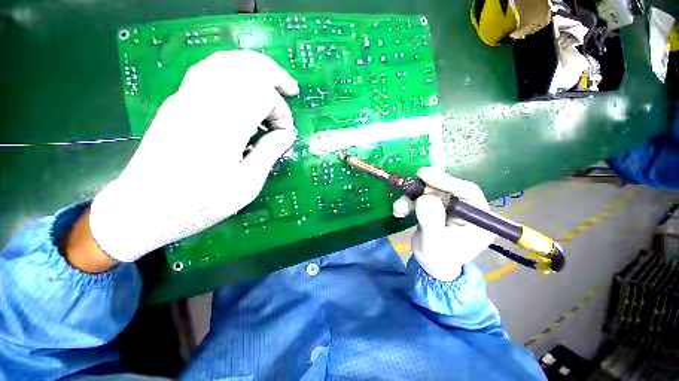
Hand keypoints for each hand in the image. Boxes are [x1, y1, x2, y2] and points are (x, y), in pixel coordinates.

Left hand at [88, 51, 298, 262]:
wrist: (145, 209)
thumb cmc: (200, 204)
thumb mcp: (246, 185)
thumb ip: (269, 153)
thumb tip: (287, 134)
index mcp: (223, 127)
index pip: (262, 95)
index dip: (281, 112)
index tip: (285, 135)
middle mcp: (203, 103)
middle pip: (243, 66)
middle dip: (273, 75)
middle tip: (291, 89)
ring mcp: (185, 98)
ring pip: (225, 62)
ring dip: (254, 68)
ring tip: (272, 82)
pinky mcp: (178, 102)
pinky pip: (209, 70)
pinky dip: (233, 71)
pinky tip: (243, 86)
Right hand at [393, 168, 495, 280]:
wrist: (431, 265)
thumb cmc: (437, 259)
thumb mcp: (433, 244)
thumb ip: (431, 222)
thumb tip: (424, 198)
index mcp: (479, 220)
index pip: (468, 193)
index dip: (446, 181)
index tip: (424, 175)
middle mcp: (467, 209)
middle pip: (447, 189)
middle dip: (425, 189)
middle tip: (408, 185)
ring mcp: (451, 207)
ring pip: (431, 193)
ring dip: (412, 198)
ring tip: (398, 208)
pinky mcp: (438, 207)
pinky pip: (422, 198)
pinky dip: (409, 202)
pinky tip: (400, 211)